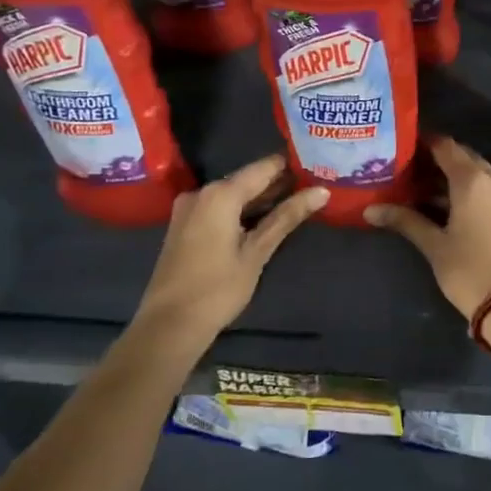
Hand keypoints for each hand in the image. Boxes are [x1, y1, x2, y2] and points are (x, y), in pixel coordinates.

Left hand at [137, 155, 326, 336]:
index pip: (264, 167)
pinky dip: (242, 210)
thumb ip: (287, 217)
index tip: (317, 165)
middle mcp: (202, 192)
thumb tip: (322, 191)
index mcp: (220, 194)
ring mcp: (189, 208)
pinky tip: (265, 219)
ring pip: (234, 194)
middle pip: (248, 179)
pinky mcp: (184, 225)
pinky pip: (220, 207)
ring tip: (297, 201)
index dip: (291, 166)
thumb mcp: (257, 252)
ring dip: (261, 199)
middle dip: (279, 183)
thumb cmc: (218, 288)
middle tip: (313, 186)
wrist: (168, 326)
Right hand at [364, 137, 490, 319]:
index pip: (445, 146)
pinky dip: (464, 187)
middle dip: (435, 159)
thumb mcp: (434, 245)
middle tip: (404, 167)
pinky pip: (485, 185)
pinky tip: (441, 201)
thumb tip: (370, 209)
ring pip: (474, 171)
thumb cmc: (470, 270)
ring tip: (416, 184)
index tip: (400, 145)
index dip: (423, 142)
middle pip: (461, 156)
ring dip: (450, 174)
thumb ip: (405, 220)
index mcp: (473, 179)